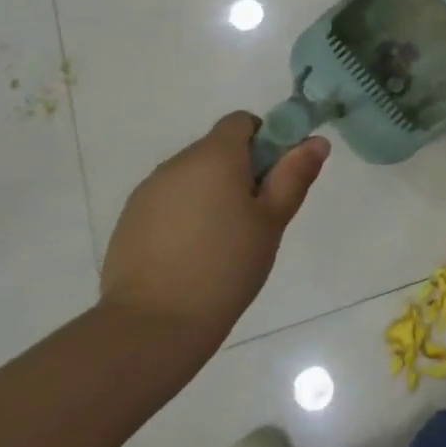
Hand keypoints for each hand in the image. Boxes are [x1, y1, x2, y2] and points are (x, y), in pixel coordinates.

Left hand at [99, 112, 328, 366]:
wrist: (152, 325)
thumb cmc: (226, 266)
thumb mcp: (272, 221)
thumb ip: (294, 175)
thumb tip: (316, 140)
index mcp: (214, 156)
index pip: (242, 121)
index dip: (265, 140)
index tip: (274, 178)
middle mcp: (177, 163)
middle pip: (217, 148)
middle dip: (240, 171)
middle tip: (256, 216)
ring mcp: (148, 191)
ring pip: (192, 176)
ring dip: (212, 192)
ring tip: (223, 240)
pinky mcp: (129, 220)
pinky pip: (168, 201)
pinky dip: (185, 214)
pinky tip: (192, 253)